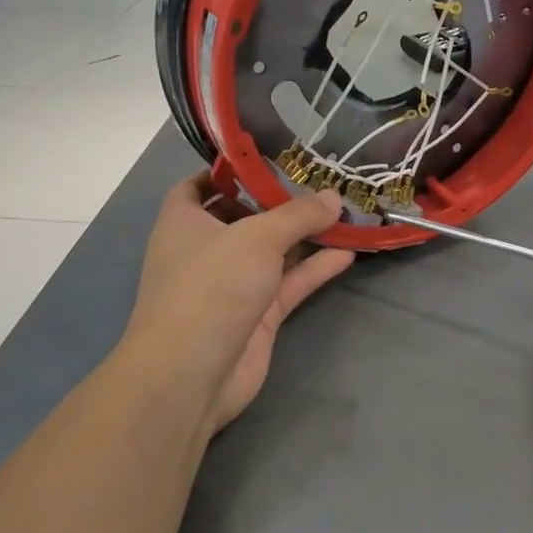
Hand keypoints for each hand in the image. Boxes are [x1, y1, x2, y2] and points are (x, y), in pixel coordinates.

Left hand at [123, 175, 355, 437]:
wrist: (191, 374)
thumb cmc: (211, 286)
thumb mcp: (256, 237)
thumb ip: (298, 215)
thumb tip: (333, 197)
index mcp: (184, 221)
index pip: (200, 184)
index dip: (229, 170)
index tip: (268, 157)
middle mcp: (206, 249)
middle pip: (245, 216)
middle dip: (280, 201)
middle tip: (321, 182)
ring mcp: (232, 284)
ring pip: (272, 251)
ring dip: (305, 235)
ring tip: (344, 213)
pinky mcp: (256, 315)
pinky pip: (289, 283)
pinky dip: (314, 268)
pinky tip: (347, 252)